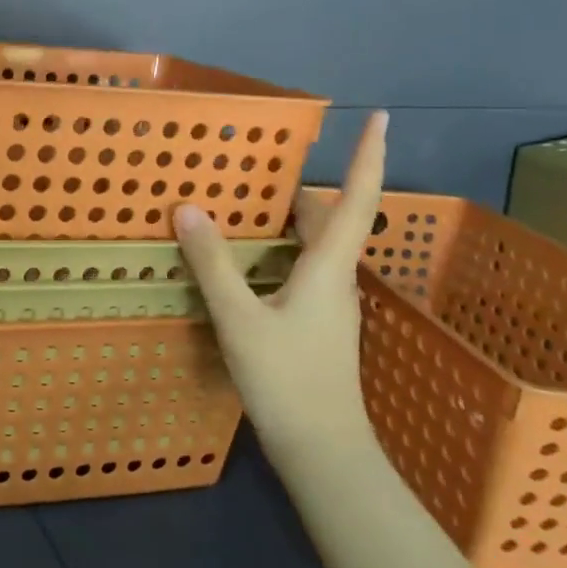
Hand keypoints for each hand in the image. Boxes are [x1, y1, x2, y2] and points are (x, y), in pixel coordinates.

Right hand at [173, 111, 387, 462]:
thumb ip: (213, 263)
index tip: (378, 117)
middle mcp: (337, 279)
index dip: (368, 156)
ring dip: (289, 218)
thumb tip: (188, 208)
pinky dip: (278, 248)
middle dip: (303, 186)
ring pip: (314, 246)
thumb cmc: (287, 380)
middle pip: (330, 219)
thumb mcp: (239, 318)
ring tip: (244, 201)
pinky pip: (301, 268)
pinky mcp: (316, 324)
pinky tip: (244, 258)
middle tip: (264, 162)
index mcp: (329, 268)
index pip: (356, 200)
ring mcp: (329, 304)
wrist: (322, 450)